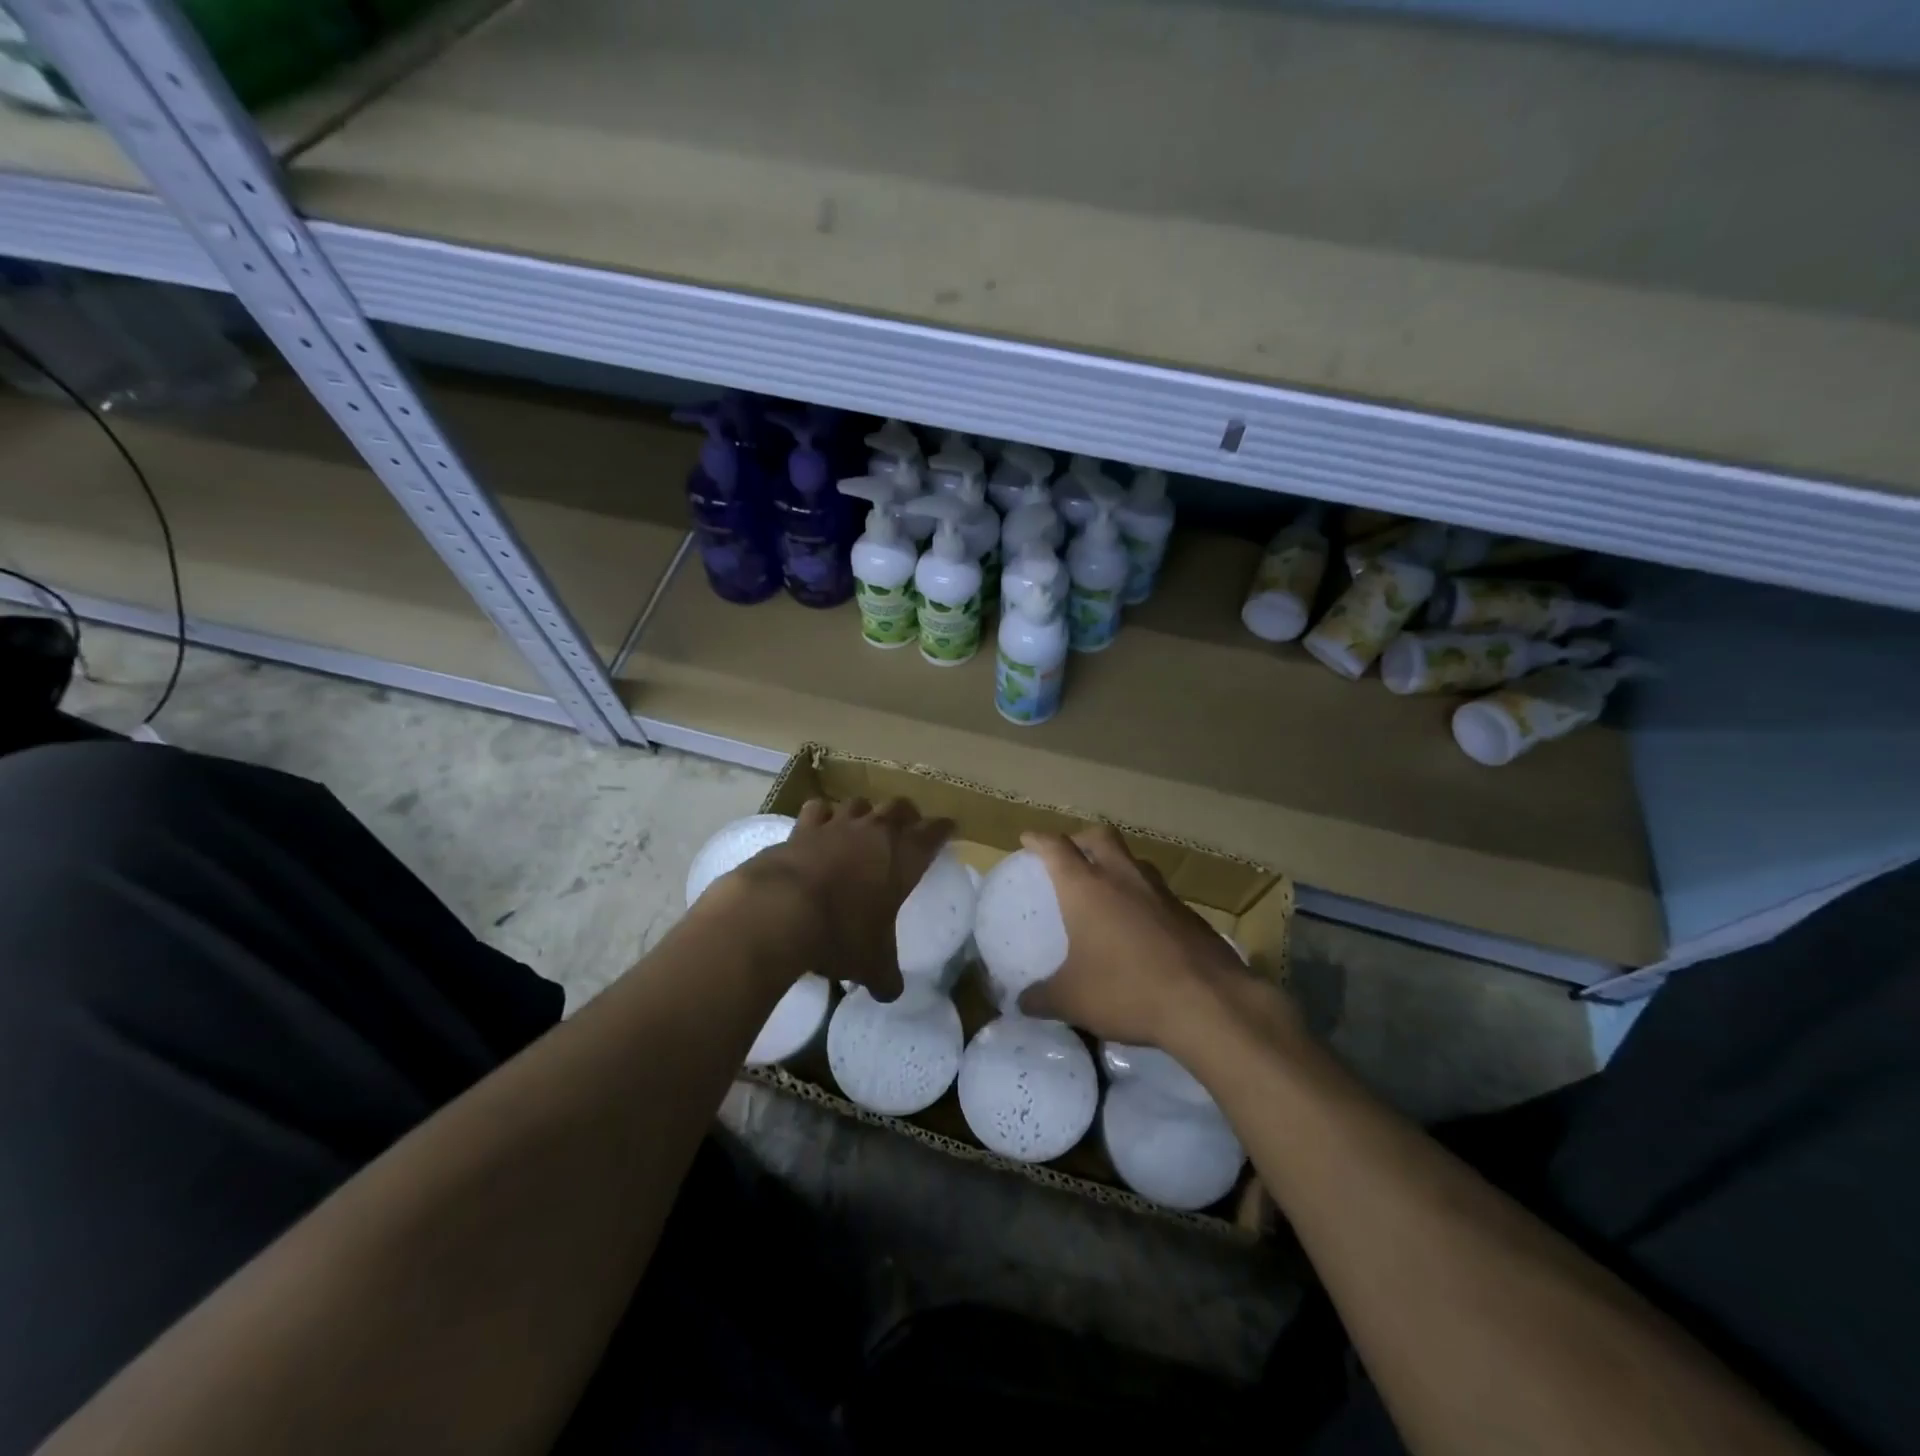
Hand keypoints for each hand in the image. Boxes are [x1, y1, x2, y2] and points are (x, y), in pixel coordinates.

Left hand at [721, 797, 951, 1001]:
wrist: (780, 910)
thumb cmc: (840, 934)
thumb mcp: (871, 964)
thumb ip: (885, 977)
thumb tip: (890, 994)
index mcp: (904, 857)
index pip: (935, 832)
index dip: (944, 829)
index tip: (948, 829)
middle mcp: (875, 832)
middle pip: (899, 807)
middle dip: (907, 815)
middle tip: (908, 828)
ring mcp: (837, 825)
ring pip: (859, 803)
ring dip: (866, 812)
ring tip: (863, 826)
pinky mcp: (802, 828)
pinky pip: (818, 809)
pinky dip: (823, 815)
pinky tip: (820, 826)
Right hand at [1017, 826, 1298, 1057]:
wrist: (1208, 1002)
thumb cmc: (1126, 990)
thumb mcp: (1072, 1000)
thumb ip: (1041, 998)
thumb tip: (1021, 1002)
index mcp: (1087, 887)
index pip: (1057, 848)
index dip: (1039, 840)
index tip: (1028, 839)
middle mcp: (1123, 877)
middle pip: (1100, 836)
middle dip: (1081, 839)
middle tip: (1070, 854)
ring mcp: (1161, 892)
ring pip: (1134, 860)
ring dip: (1117, 864)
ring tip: (1108, 887)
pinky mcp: (1189, 913)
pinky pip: (1158, 891)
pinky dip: (1143, 896)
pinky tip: (1142, 925)